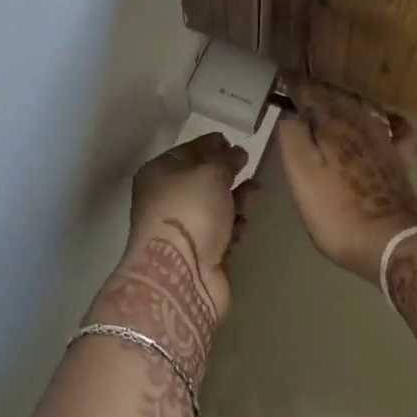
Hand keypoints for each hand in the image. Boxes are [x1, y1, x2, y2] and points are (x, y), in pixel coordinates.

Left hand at [86, 135, 253, 411]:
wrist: (181, 276)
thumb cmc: (189, 211)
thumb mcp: (210, 174)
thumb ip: (226, 160)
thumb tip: (236, 152)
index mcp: (159, 174)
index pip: (187, 151)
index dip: (209, 144)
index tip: (232, 140)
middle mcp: (167, 199)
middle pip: (201, 179)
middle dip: (226, 171)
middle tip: (249, 164)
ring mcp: (184, 229)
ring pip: (215, 205)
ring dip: (236, 198)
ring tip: (257, 191)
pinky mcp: (201, 254)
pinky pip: (222, 231)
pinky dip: (235, 225)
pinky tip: (245, 222)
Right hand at [275, 78, 416, 283]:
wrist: (389, 242)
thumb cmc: (335, 211)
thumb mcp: (300, 173)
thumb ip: (292, 136)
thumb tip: (291, 114)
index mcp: (331, 126)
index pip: (309, 94)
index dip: (294, 85)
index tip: (282, 77)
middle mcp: (359, 125)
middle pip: (336, 98)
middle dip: (317, 91)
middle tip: (301, 90)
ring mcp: (383, 142)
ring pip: (362, 109)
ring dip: (345, 101)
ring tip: (331, 101)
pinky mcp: (400, 162)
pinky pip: (399, 131)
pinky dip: (392, 121)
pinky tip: (388, 119)